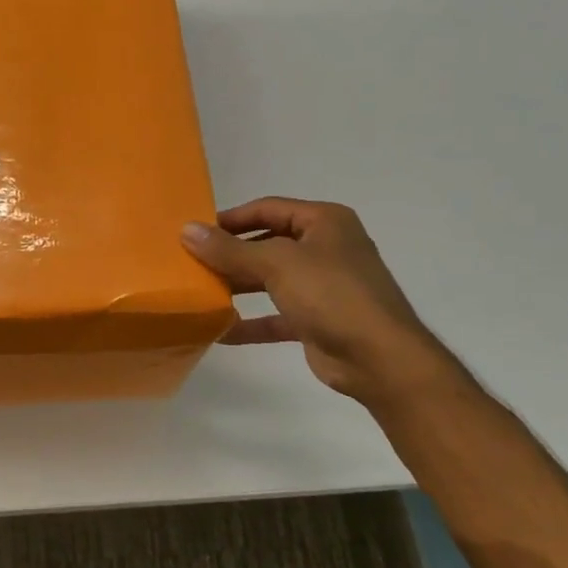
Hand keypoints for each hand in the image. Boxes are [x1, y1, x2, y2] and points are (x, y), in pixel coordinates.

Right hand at [181, 197, 458, 407]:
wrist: (380, 358)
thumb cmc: (331, 294)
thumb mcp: (276, 264)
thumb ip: (230, 249)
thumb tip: (187, 230)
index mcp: (324, 222)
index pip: (268, 209)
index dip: (231, 218)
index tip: (195, 232)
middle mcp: (325, 248)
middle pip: (267, 244)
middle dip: (231, 254)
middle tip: (191, 263)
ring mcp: (323, 286)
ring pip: (270, 279)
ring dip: (238, 286)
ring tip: (200, 292)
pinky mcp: (317, 320)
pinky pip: (276, 315)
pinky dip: (251, 322)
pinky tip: (220, 330)